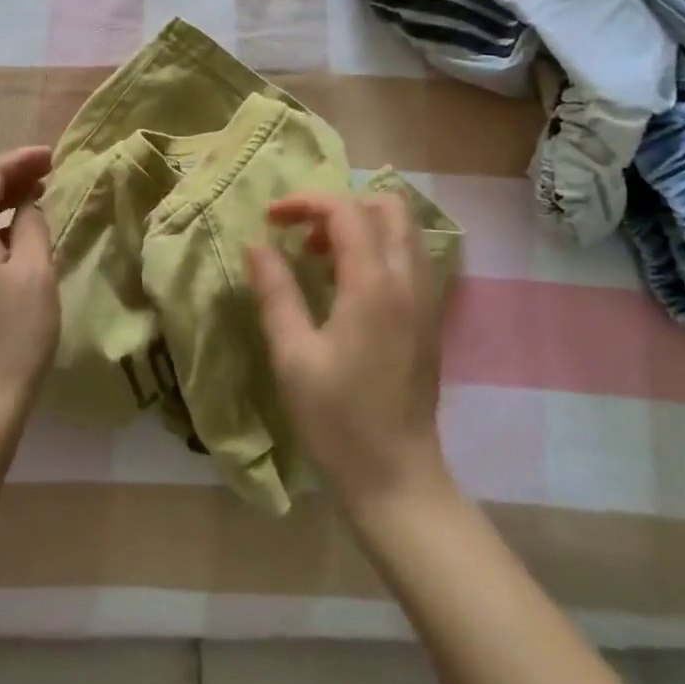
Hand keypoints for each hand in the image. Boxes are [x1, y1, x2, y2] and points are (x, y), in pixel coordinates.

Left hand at [0, 146, 57, 424]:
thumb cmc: (14, 332)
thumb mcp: (35, 270)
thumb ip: (32, 225)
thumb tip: (28, 205)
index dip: (18, 160)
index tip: (51, 155)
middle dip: (8, 173)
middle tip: (47, 168)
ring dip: (1, 196)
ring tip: (38, 189)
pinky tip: (20, 227)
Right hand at [246, 192, 450, 519]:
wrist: (397, 481)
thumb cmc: (338, 421)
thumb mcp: (293, 355)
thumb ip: (275, 291)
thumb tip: (256, 244)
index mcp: (374, 285)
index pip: (346, 210)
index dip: (305, 202)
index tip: (270, 218)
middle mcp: (408, 281)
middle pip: (387, 207)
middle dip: (340, 206)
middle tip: (302, 234)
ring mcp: (425, 300)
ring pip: (401, 231)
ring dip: (360, 226)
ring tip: (317, 257)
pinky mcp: (427, 320)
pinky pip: (406, 259)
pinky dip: (375, 249)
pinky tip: (343, 285)